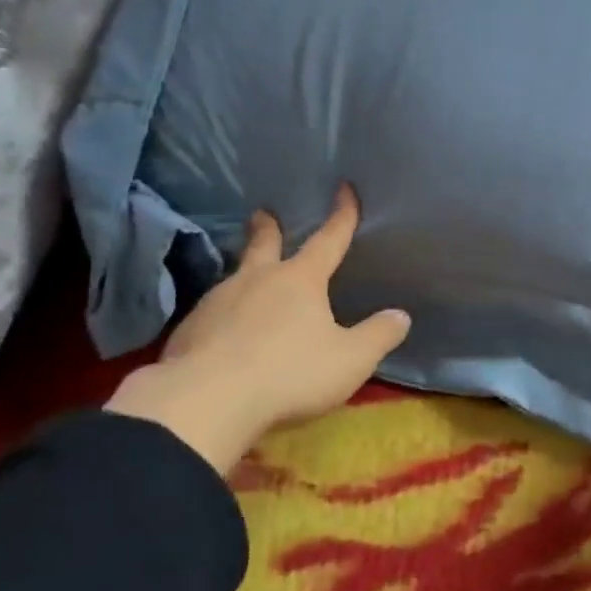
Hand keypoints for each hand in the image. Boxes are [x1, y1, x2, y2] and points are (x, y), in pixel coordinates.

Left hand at [106, 186, 409, 473]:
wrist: (206, 403)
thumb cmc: (290, 373)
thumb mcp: (350, 359)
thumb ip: (378, 336)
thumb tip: (401, 316)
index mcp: (300, 280)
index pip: (328, 239)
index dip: (341, 215)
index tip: (344, 188)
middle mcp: (257, 280)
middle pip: (264, 245)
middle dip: (267, 228)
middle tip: (263, 213)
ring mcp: (216, 303)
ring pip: (234, 279)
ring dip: (244, 275)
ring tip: (248, 282)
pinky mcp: (189, 331)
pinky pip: (212, 315)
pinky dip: (223, 316)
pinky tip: (223, 332)